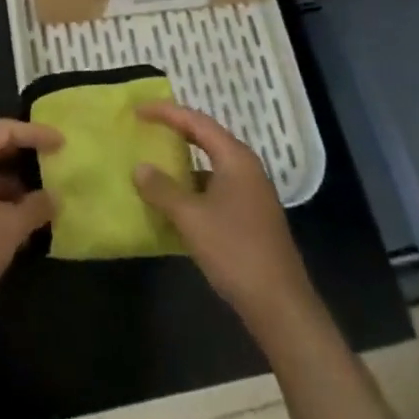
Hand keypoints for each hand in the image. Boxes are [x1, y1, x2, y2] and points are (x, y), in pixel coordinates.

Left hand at [0, 119, 62, 327]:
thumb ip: (36, 207)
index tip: (61, 143)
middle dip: (22, 157)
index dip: (35, 134)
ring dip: (9, 185)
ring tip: (37, 201)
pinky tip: (13, 225)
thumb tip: (55, 197)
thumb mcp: (11, 227)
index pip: (4, 130)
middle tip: (50, 164)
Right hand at [132, 101, 312, 324]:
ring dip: (184, 162)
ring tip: (155, 162)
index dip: (165, 112)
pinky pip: (216, 187)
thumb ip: (162, 189)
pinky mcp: (251, 216)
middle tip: (146, 128)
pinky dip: (194, 187)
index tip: (138, 111)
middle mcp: (246, 168)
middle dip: (175, 131)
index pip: (196, 120)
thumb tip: (139, 167)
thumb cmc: (235, 251)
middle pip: (206, 138)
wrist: (281, 307)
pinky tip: (176, 202)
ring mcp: (252, 193)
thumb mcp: (191, 218)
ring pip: (211, 165)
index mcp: (235, 158)